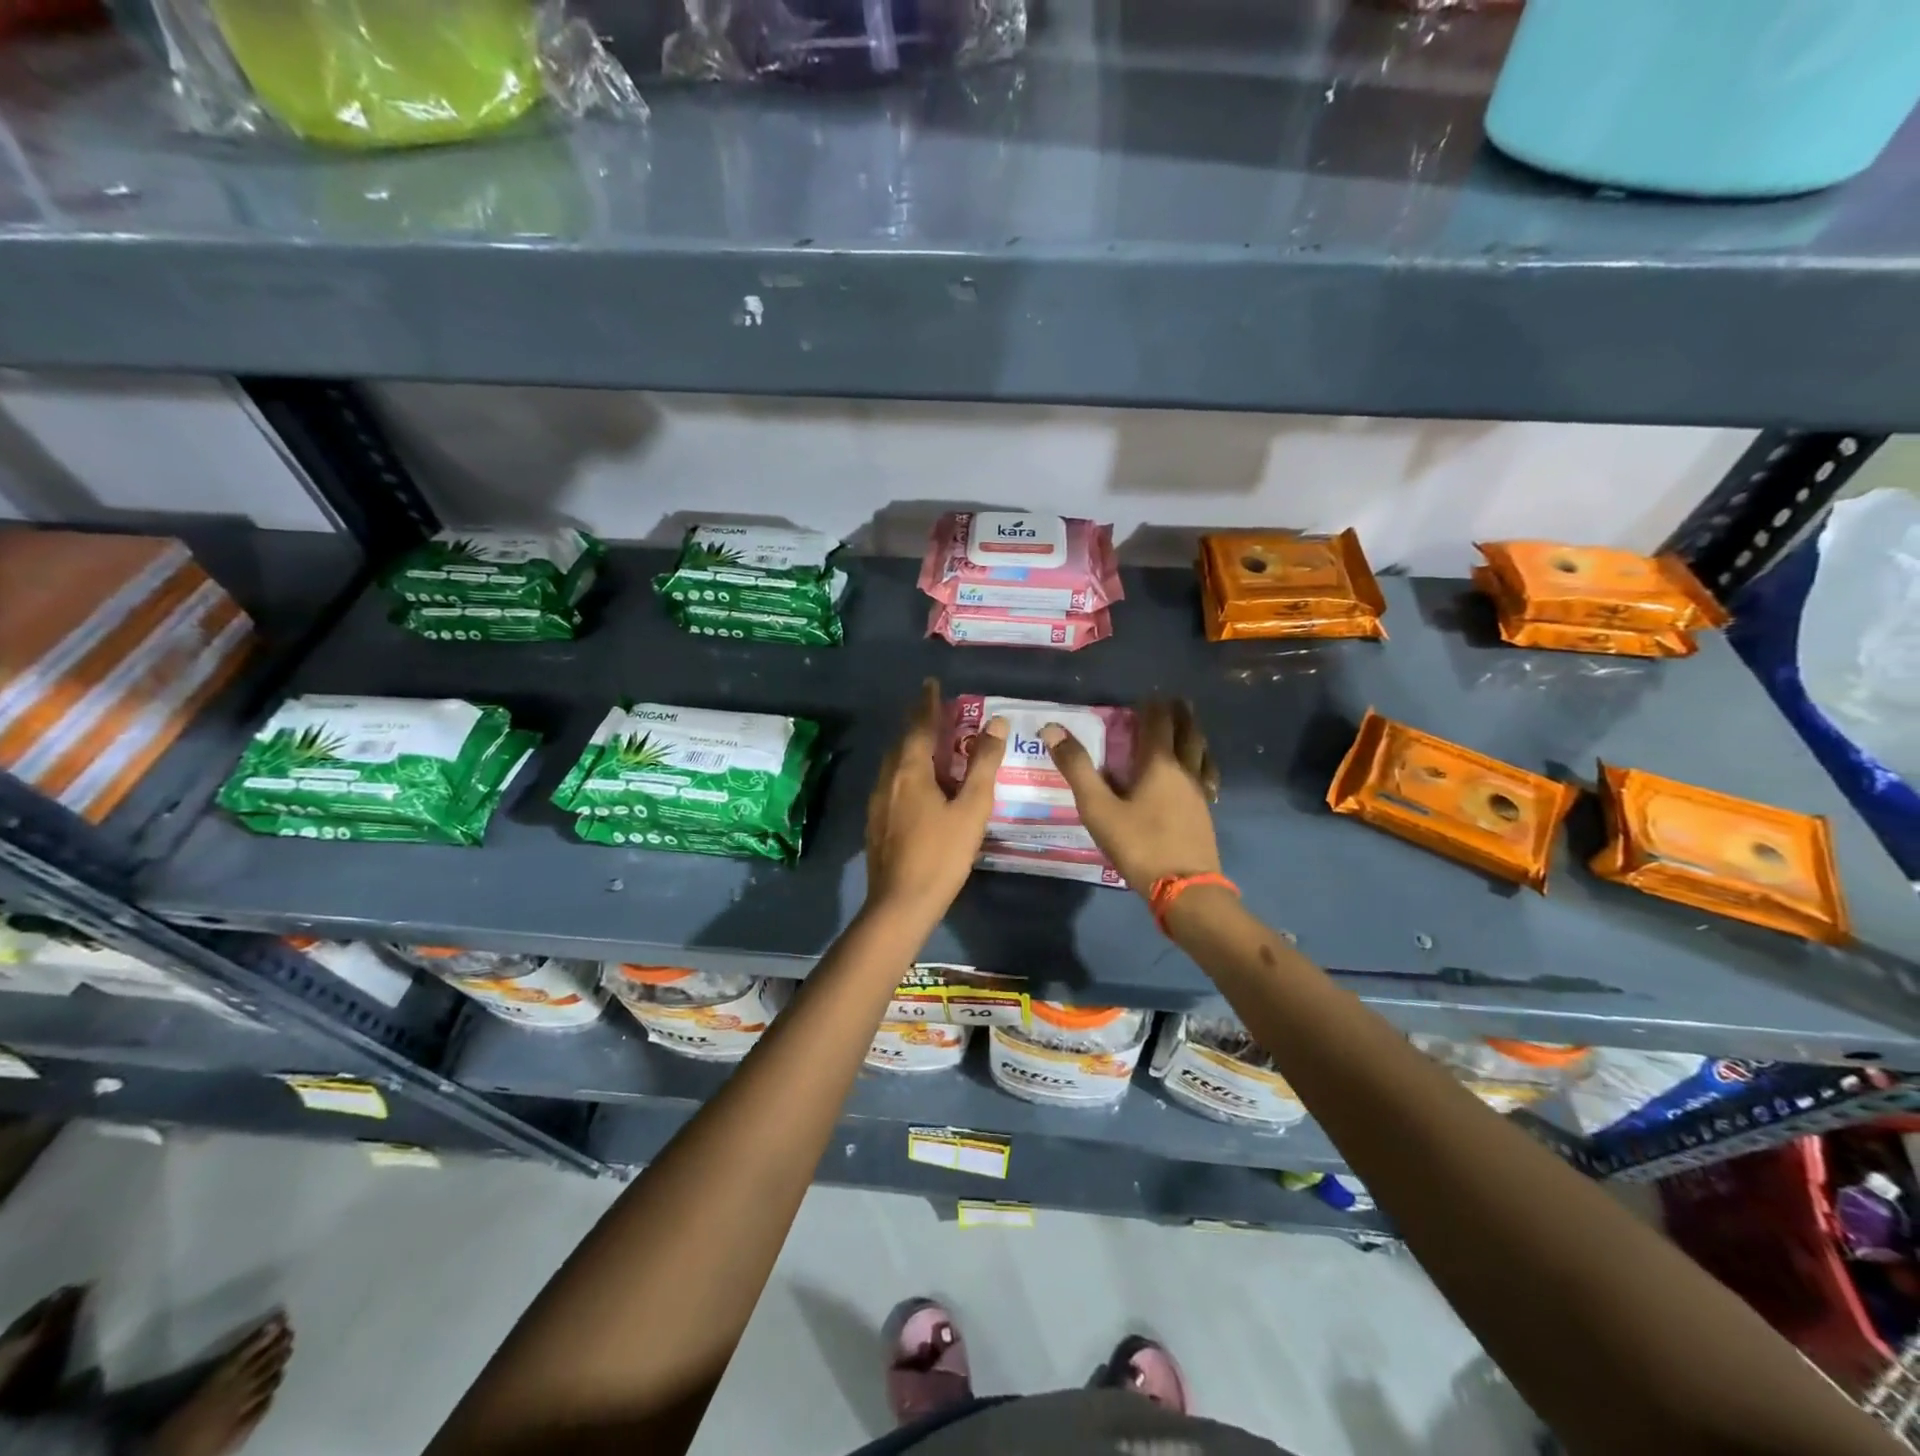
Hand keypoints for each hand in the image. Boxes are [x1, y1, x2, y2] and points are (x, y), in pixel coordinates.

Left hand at [865, 679, 1007, 926]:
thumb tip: (996, 723)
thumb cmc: (941, 854)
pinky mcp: (875, 822)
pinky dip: (906, 770)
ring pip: (894, 762)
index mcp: (910, 770)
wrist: (900, 904)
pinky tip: (917, 785)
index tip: (932, 683)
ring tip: (929, 743)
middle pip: (902, 741)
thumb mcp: (971, 809)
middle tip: (935, 710)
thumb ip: (983, 765)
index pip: (919, 725)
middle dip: (918, 723)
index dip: (928, 703)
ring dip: (911, 747)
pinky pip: (891, 781)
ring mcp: (877, 801)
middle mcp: (888, 778)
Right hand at [1041, 698, 1220, 895]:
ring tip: (1190, 729)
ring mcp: (1200, 794)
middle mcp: (1185, 772)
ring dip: (1195, 736)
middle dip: (1180, 715)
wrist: (1185, 889)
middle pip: (1188, 734)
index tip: (1148, 694)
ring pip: (1202, 755)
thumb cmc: (1139, 844)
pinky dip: (1202, 764)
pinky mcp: (1205, 815)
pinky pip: (1206, 777)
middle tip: (1174, 701)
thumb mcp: (1098, 807)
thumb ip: (1077, 768)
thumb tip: (1052, 729)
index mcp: (1159, 764)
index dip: (1153, 706)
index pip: (1159, 724)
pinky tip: (1199, 776)